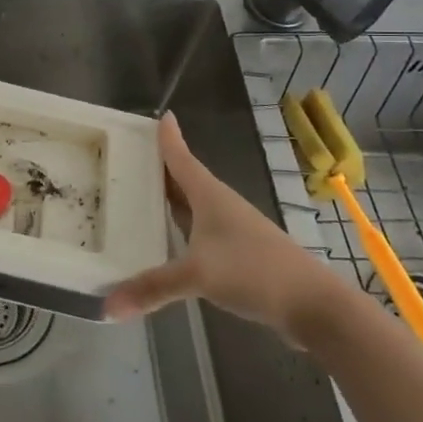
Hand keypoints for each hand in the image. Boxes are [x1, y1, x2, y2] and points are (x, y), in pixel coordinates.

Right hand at [104, 113, 354, 346]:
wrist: (314, 306)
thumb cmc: (255, 272)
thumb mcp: (197, 276)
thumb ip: (152, 288)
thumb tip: (107, 306)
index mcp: (210, 196)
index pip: (181, 158)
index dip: (168, 138)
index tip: (159, 115)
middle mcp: (220, 206)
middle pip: (184, 180)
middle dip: (159, 169)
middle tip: (127, 159)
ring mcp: (232, 231)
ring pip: (192, 208)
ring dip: (169, 201)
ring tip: (138, 197)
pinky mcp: (239, 256)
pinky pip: (199, 233)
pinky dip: (180, 231)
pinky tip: (167, 243)